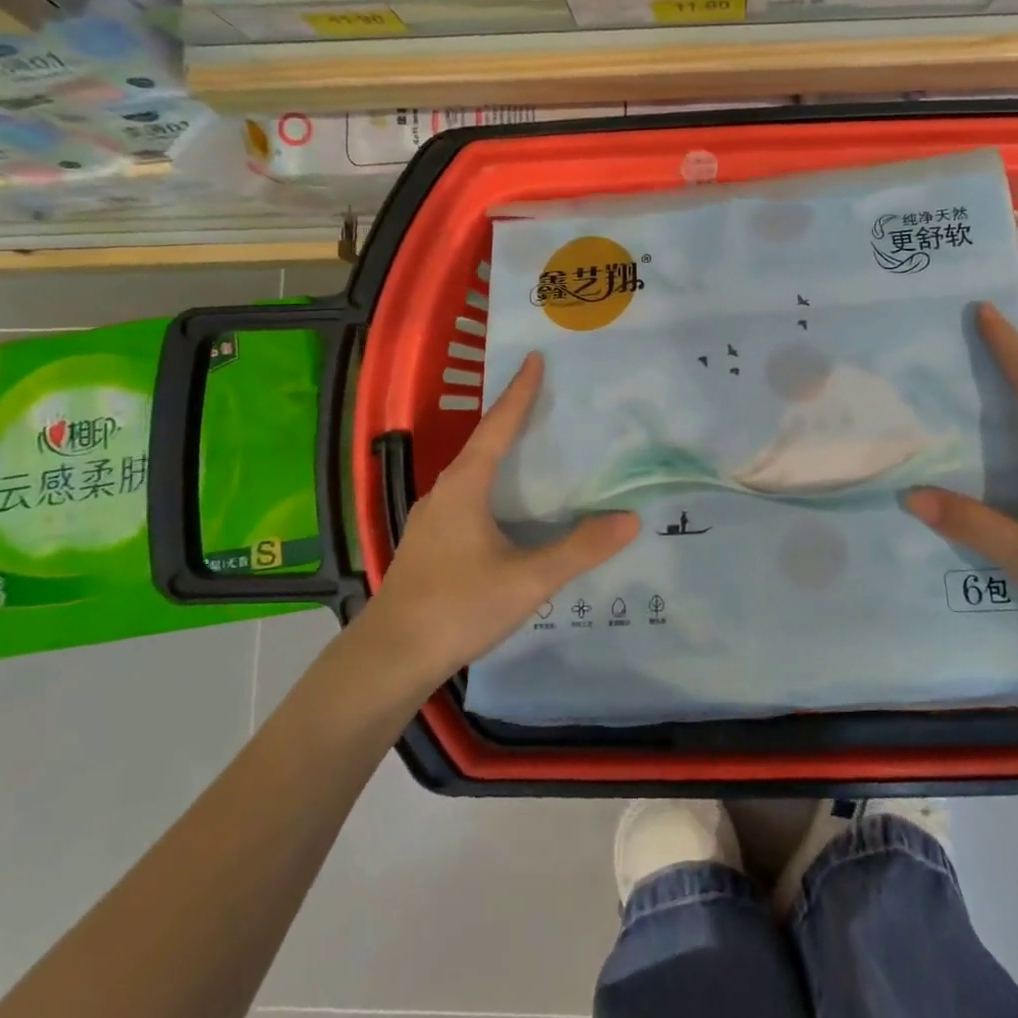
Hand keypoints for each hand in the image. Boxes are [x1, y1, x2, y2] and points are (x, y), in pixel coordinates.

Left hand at [359, 352, 638, 687]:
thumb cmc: (457, 606)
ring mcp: (432, 517)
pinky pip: (467, 496)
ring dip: (501, 452)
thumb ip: (579, 549)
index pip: (498, 426)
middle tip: (547, 397)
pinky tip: (509, 507)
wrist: (388, 658)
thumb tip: (629, 519)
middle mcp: (445, 491)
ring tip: (535, 446)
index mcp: (465, 485)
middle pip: (483, 442)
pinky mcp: (429, 542)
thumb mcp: (528, 580)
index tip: (535, 359)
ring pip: (473, 472)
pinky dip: (493, 484)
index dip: (520, 392)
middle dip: (513, 416)